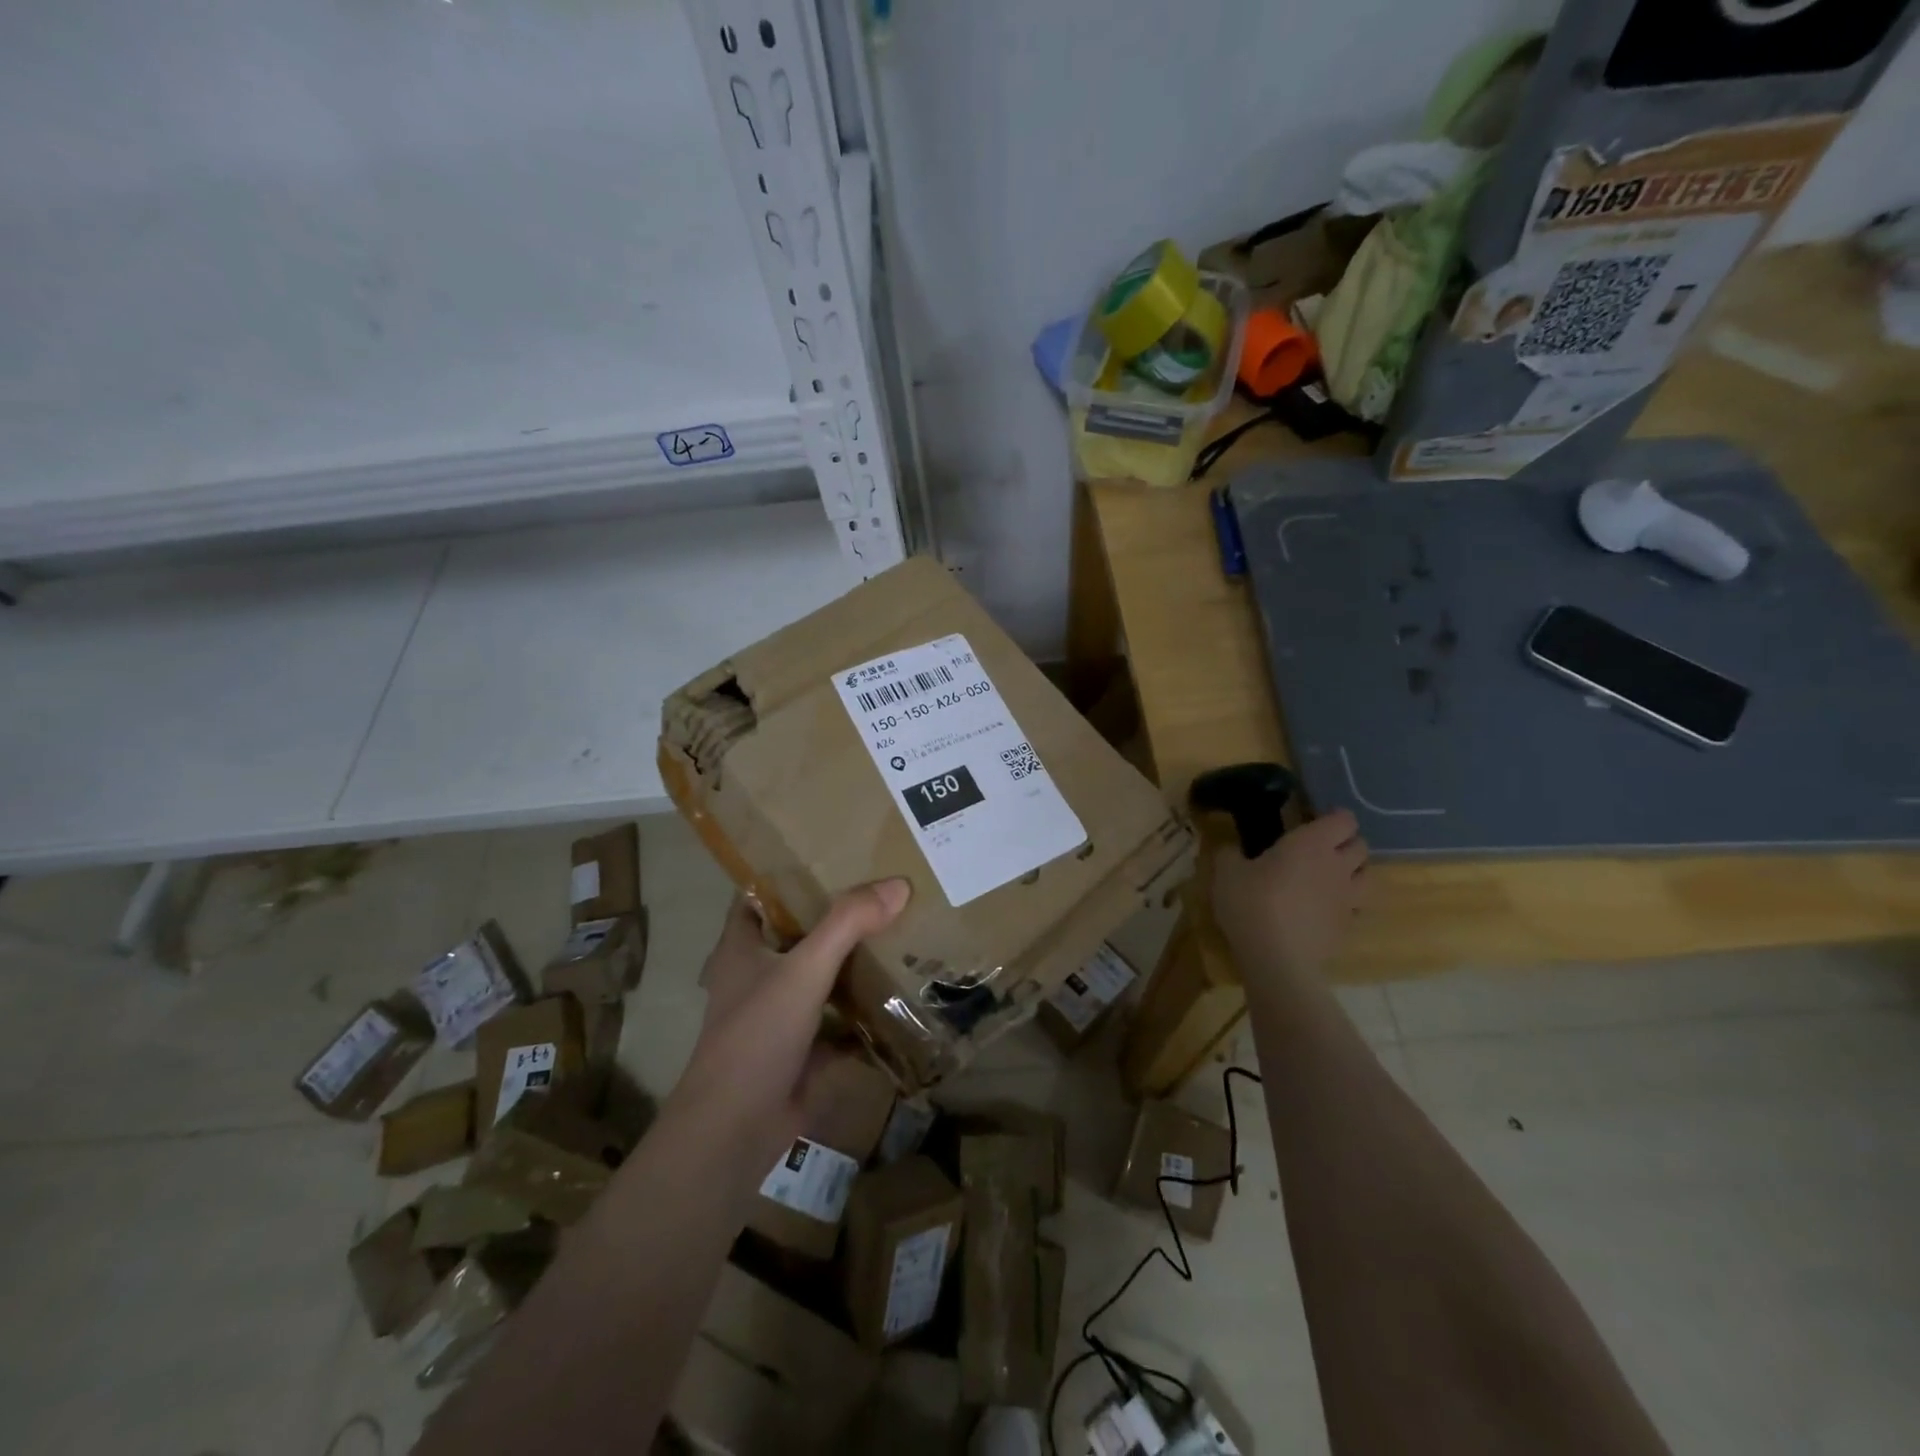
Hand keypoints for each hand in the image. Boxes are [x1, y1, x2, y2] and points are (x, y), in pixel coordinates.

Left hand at [676, 879, 910, 1146]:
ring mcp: (781, 1012)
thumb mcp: (802, 971)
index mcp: (742, 946)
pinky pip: (841, 1018)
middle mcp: (759, 974)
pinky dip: (866, 1008)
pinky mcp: (804, 1047)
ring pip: (822, 975)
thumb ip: (847, 924)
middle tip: (885, 887)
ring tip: (902, 929)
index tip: (834, 850)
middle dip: (837, 914)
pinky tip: (904, 991)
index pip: (760, 893)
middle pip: (800, 932)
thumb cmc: (756, 1037)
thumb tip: (898, 885)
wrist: (736, 1131)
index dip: (789, 871)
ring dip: (854, 960)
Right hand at [1212, 809, 1368, 980]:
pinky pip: (1356, 907)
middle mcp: (1338, 866)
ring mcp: (1348, 898)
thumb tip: (1231, 848)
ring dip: (1353, 872)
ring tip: (1330, 877)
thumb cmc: (1251, 903)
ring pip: (1367, 875)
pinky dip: (1345, 904)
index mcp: (1312, 843)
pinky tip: (1323, 910)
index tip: (1312, 821)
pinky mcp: (1348, 927)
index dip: (1332, 818)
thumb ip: (1230, 853)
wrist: (1275, 957)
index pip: (1343, 819)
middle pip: (1361, 845)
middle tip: (1319, 849)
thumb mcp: (1227, 872)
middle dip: (1345, 843)